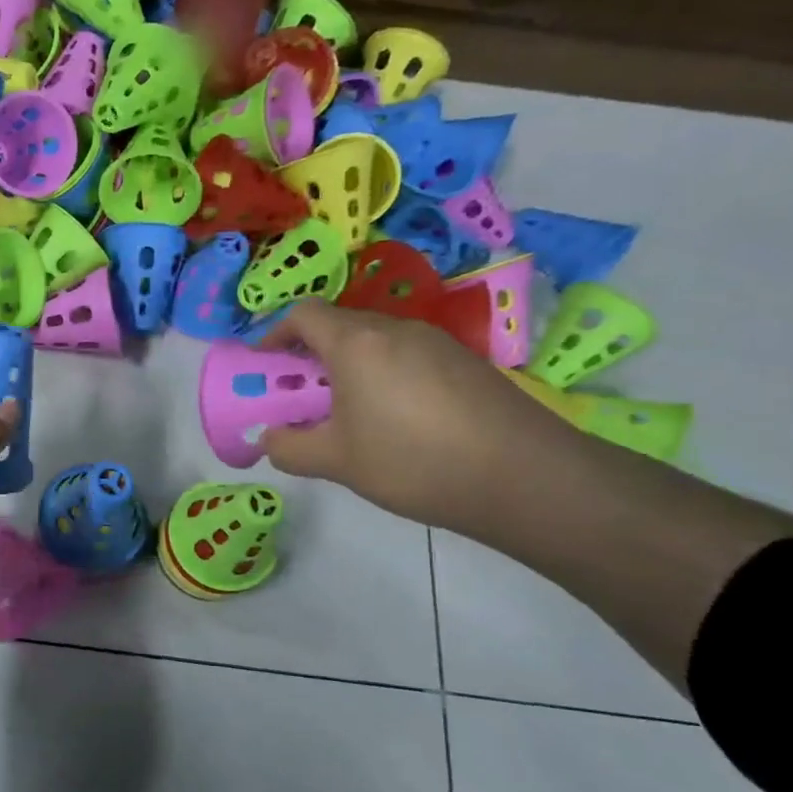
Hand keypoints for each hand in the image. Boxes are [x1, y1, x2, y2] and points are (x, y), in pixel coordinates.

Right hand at [256, 300, 577, 533]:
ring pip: (375, 341)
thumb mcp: (336, 462)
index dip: (276, 336)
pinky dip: (385, 376)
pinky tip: (398, 421)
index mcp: (356, 343)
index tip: (267, 369)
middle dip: (311, 356)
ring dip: (350, 367)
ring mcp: (436, 342)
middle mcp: (396, 329)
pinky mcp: (466, 362)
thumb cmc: (413, 462)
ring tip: (350, 415)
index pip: (303, 314)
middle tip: (304, 398)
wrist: (524, 477)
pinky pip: (408, 356)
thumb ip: (289, 448)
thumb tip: (270, 438)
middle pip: (339, 325)